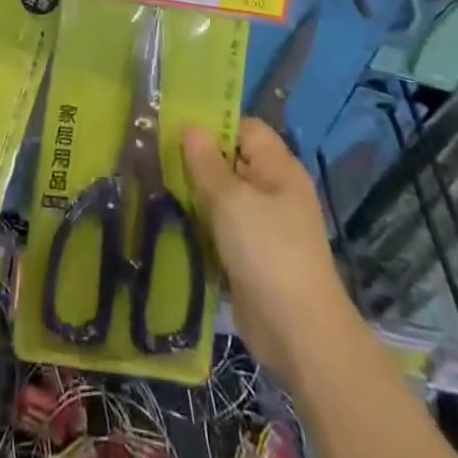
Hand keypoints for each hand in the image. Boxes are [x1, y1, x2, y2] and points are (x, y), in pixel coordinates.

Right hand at [183, 118, 350, 380]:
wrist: (299, 334)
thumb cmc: (267, 251)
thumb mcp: (230, 199)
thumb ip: (206, 161)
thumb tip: (191, 127)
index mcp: (278, 167)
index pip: (244, 127)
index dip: (213, 123)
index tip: (175, 127)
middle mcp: (274, 189)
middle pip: (231, 160)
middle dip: (198, 159)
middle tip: (158, 156)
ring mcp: (265, 224)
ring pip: (224, 195)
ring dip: (197, 193)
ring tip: (159, 185)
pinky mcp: (253, 254)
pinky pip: (224, 226)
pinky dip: (203, 223)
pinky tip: (174, 220)